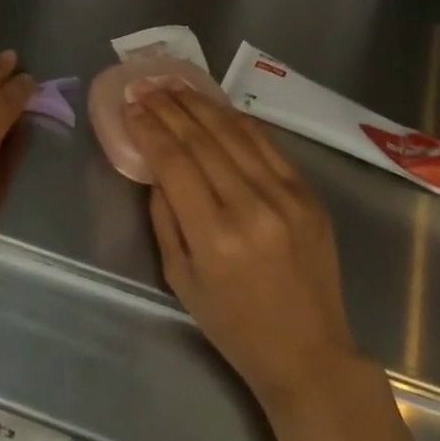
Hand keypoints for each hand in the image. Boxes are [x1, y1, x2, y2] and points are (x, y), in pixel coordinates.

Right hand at [129, 84, 358, 407]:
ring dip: (199, 104)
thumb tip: (157, 166)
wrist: (309, 354)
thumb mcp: (180, 279)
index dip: (149, 129)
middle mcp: (251, 207)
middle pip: (201, 139)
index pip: (174, 162)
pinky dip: (235, 120)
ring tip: (174, 87)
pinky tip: (214, 107)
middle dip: (168, 108)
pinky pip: (265, 143)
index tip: (130, 107)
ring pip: (234, 131)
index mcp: (214, 237)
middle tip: (145, 87)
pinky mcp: (308, 192)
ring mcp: (286, 196)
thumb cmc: (234, 325)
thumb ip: (164, 217)